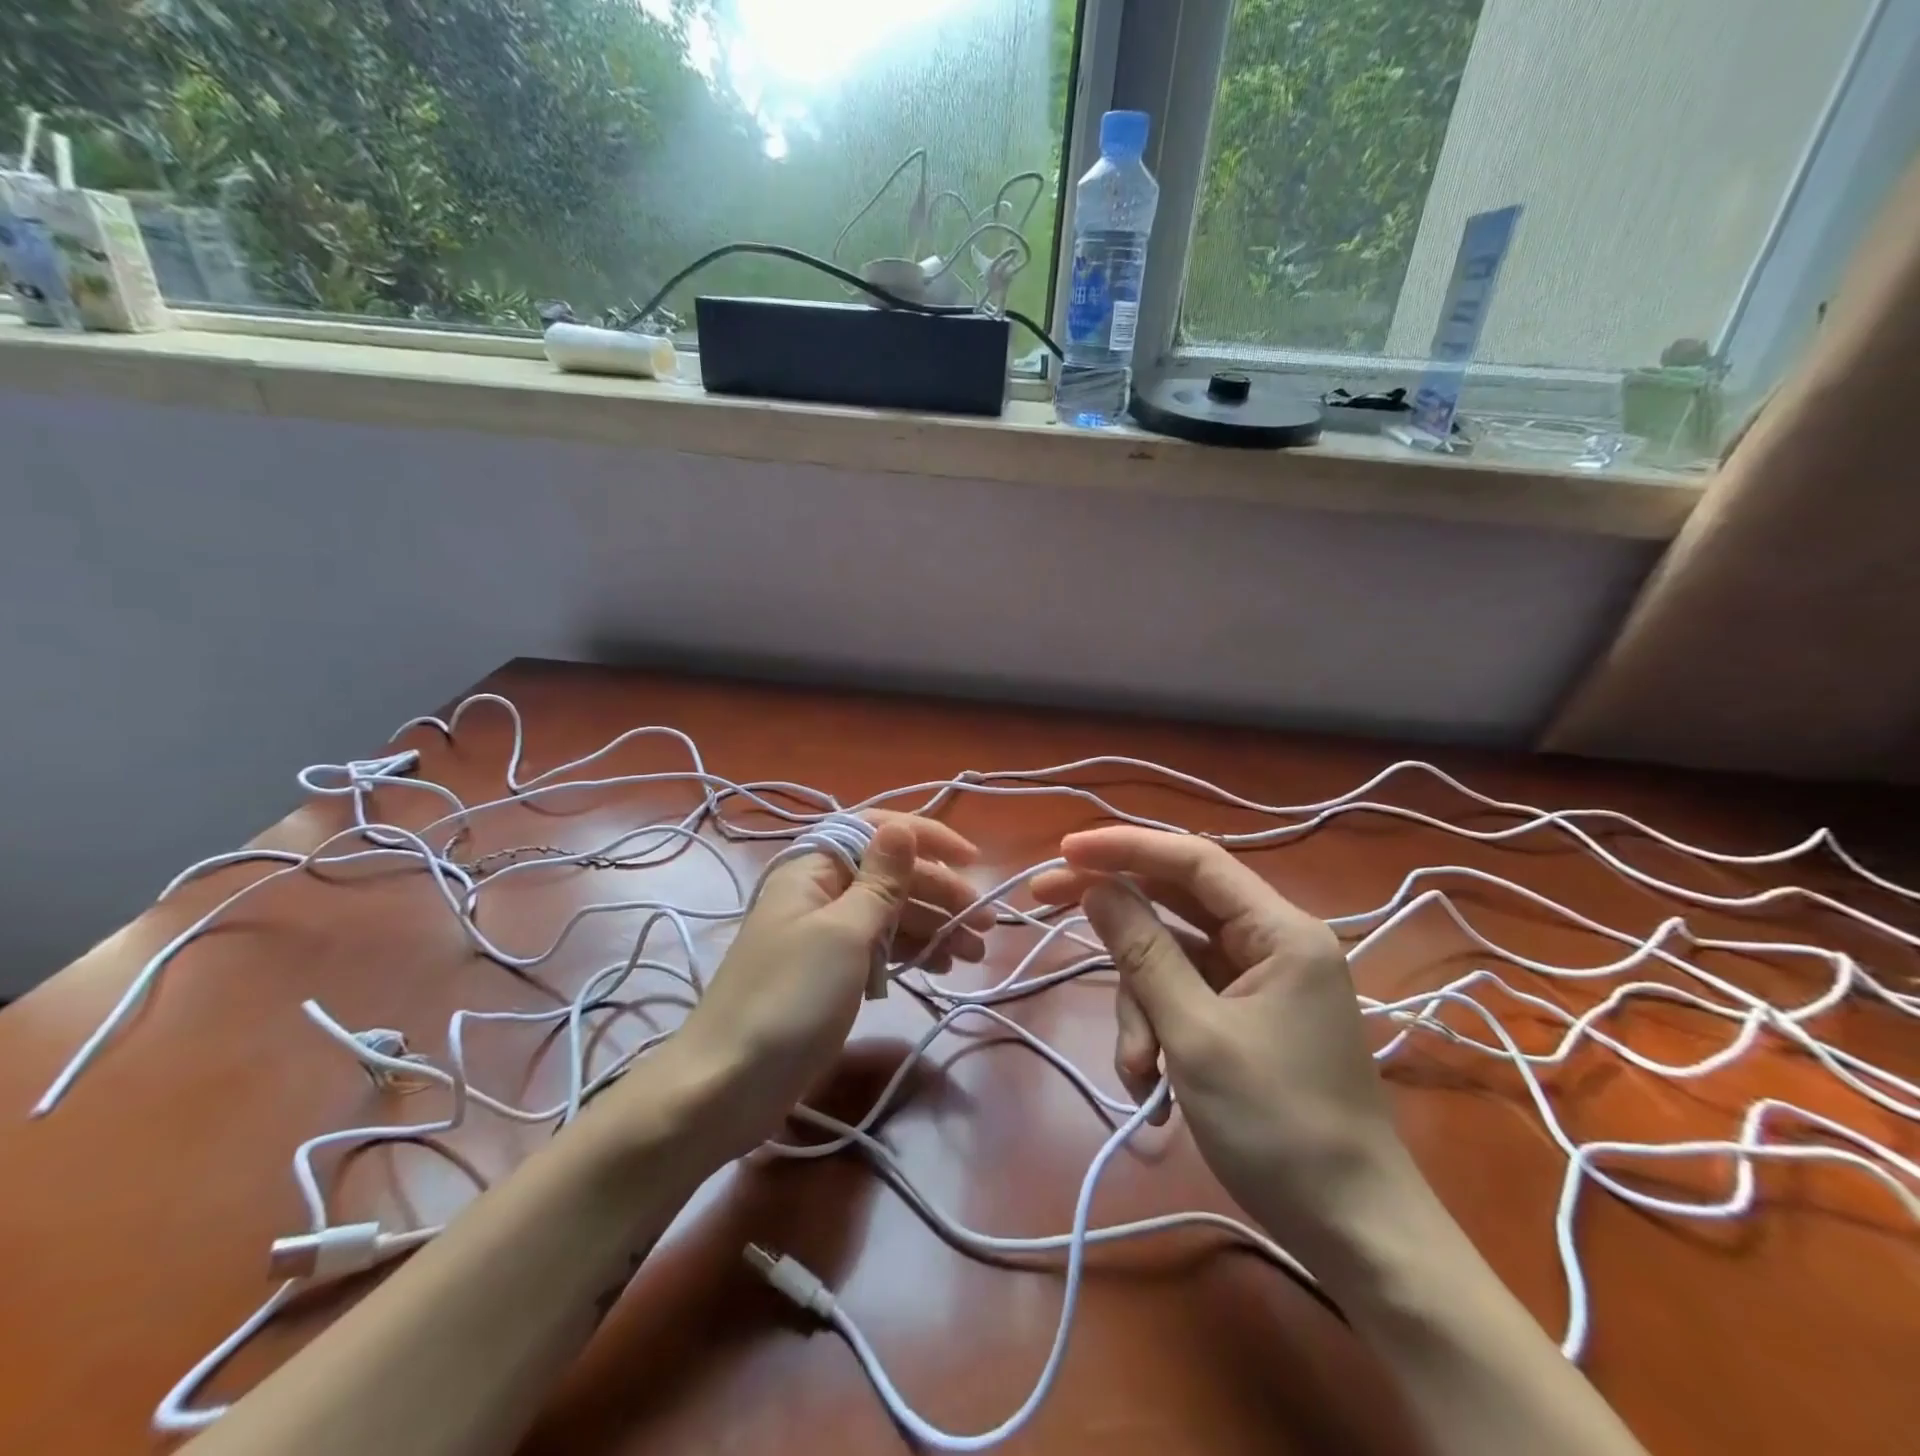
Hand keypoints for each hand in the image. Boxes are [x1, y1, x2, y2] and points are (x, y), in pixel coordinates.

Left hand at [659, 812, 991, 1158]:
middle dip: (940, 893)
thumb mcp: (844, 934)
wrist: (726, 1085)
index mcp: (814, 868)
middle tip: (985, 924)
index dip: (927, 838)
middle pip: (890, 876)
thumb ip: (880, 881)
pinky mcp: (827, 972)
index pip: (877, 831)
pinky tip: (940, 965)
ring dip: (932, 925)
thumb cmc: (790, 999)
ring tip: (974, 952)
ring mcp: (822, 934)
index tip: (973, 861)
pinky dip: (909, 951)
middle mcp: (819, 891)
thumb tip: (902, 826)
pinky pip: (877, 947)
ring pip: (888, 914)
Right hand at [1031, 828, 1413, 1262]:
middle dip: (1115, 920)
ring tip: (1141, 1072)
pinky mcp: (1246, 1018)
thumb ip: (1143, 952)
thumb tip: (1096, 887)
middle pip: (1174, 904)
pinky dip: (1159, 1032)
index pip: (1193, 861)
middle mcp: (1272, 942)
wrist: (1355, 1234)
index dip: (1126, 847)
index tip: (1066, 850)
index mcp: (1280, 931)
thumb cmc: (1280, 1128)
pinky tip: (1156, 1087)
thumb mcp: (1196, 1034)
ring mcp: (1258, 982)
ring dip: (1140, 1008)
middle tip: (1044, 902)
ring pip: (1170, 960)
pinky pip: (1184, 998)